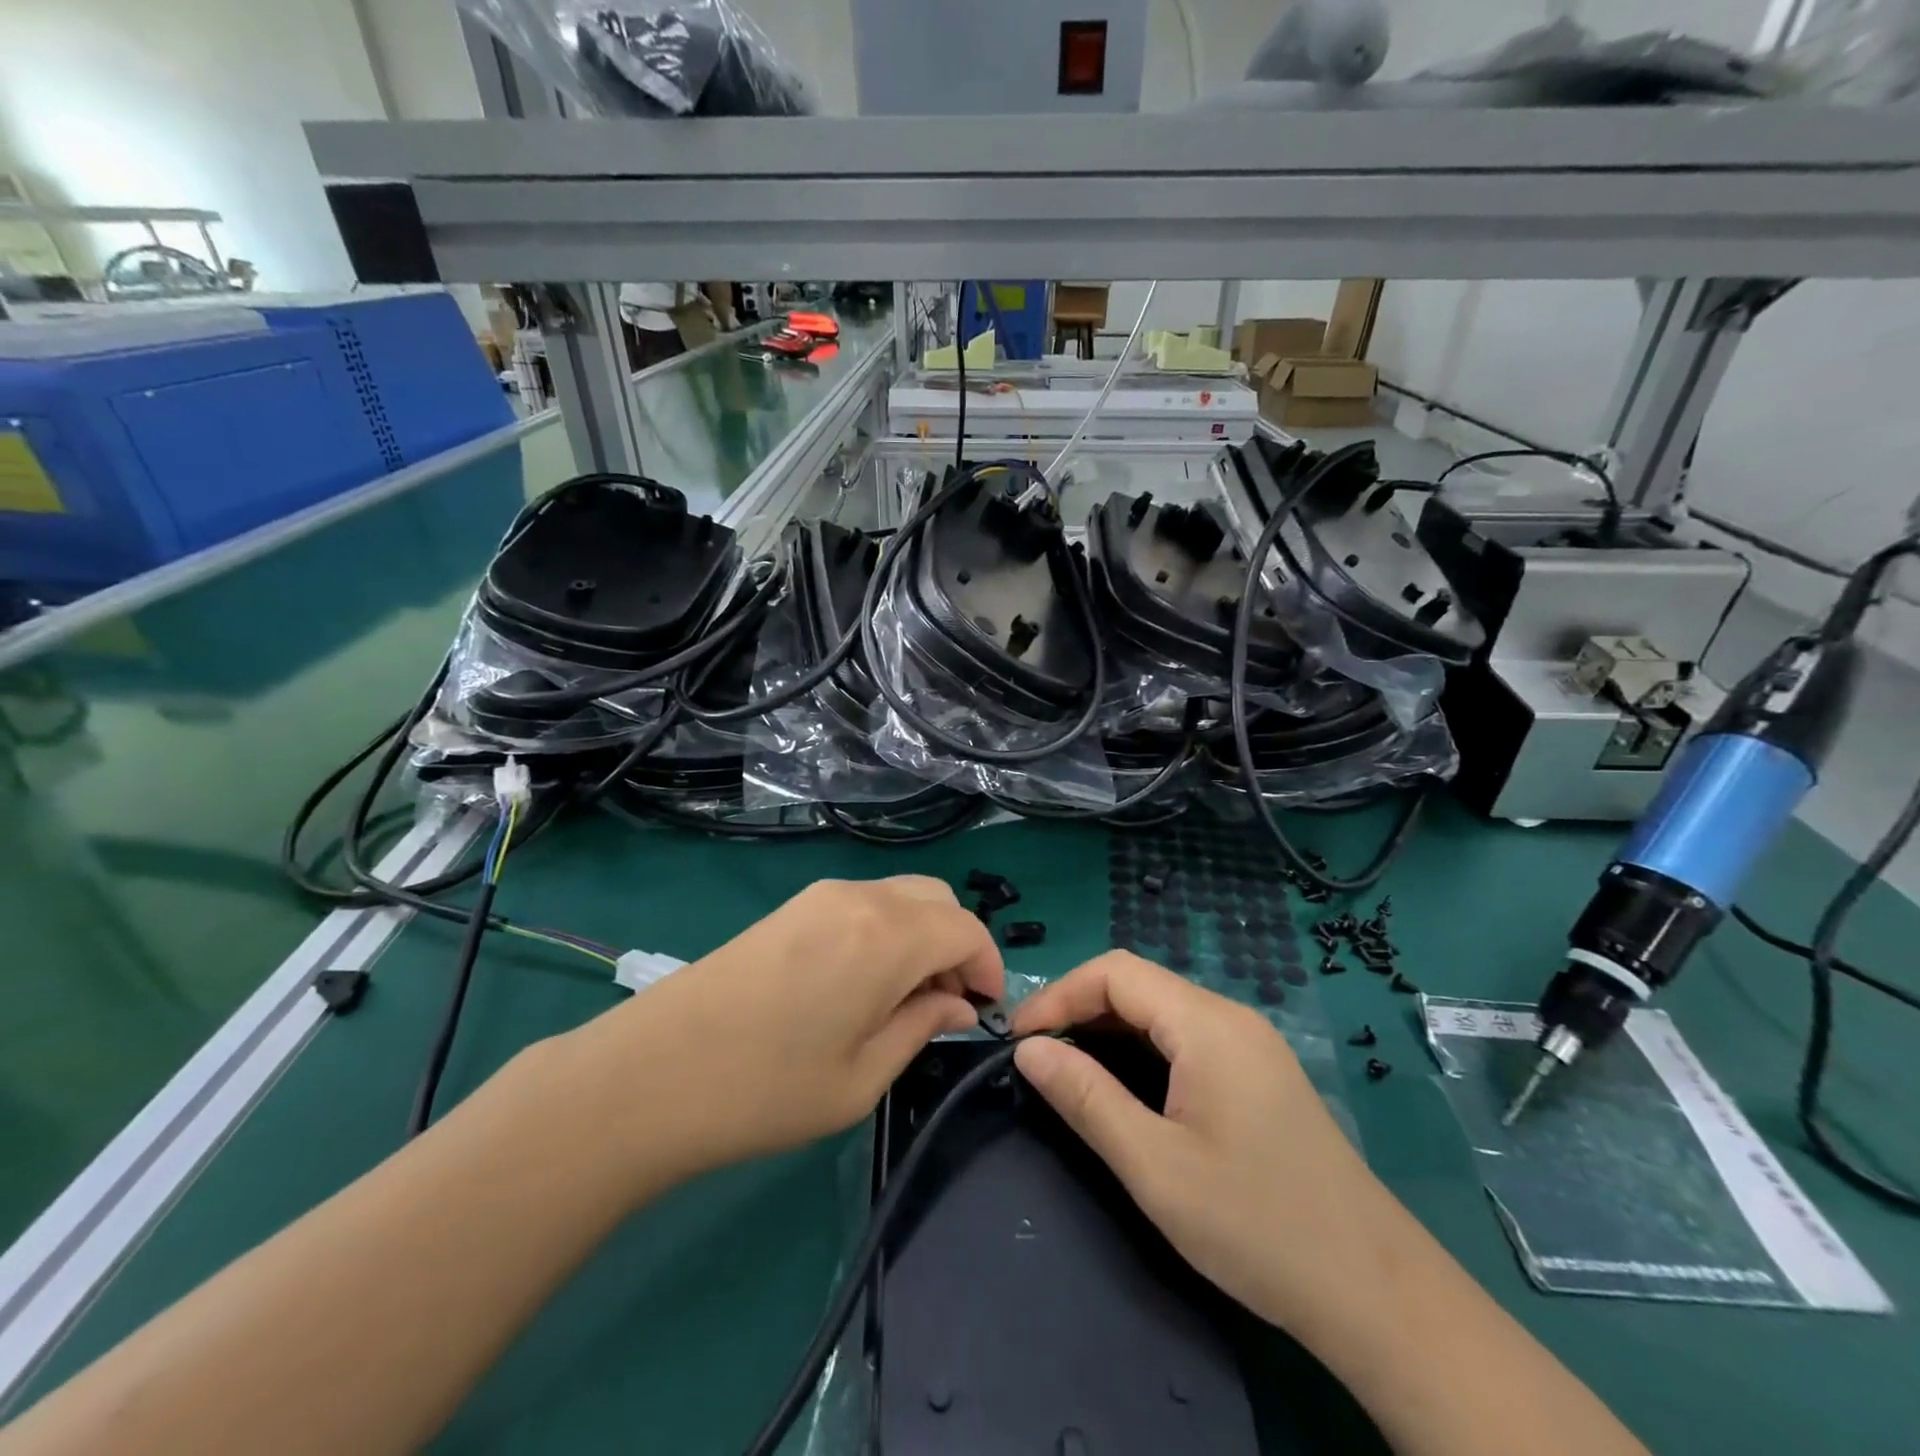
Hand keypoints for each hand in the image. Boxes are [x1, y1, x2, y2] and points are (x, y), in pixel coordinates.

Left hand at [571, 876, 1002, 1180]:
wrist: (651, 1073)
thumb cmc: (766, 1090)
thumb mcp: (862, 1077)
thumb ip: (922, 1027)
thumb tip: (958, 1004)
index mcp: (887, 936)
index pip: (966, 929)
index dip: (988, 966)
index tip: (984, 1010)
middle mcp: (860, 898)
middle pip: (938, 900)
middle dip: (958, 945)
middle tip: (947, 1003)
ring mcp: (821, 895)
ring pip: (901, 896)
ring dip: (922, 936)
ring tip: (905, 998)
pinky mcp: (793, 905)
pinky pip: (865, 903)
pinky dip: (887, 930)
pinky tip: (864, 981)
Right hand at [1010, 951, 1398, 1335]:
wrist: (1374, 1292)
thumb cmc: (1256, 1225)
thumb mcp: (1155, 1166)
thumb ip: (1086, 1097)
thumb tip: (1028, 1049)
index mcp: (1207, 1024)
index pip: (1115, 972)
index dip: (1059, 995)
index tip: (1019, 1039)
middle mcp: (1230, 1017)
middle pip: (1138, 984)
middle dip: (1079, 1009)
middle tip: (1037, 1058)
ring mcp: (1250, 1043)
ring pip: (1161, 1010)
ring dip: (1109, 1029)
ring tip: (1070, 1072)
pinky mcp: (1258, 1072)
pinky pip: (1185, 1036)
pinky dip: (1142, 1048)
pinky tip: (1126, 1088)